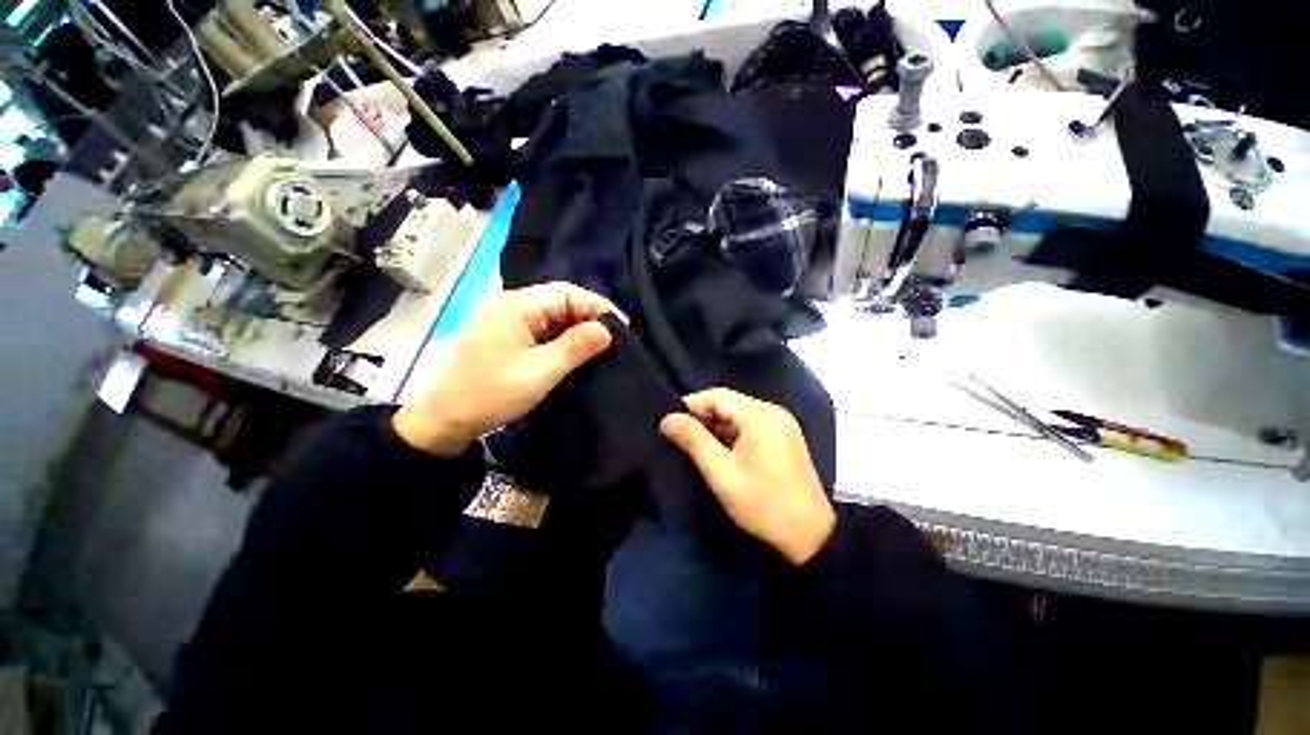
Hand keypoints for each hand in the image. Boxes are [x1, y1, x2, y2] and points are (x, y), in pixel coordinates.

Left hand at [394, 283, 623, 455]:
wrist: (446, 420)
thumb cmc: (491, 394)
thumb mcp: (540, 372)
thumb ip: (575, 347)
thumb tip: (607, 329)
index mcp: (516, 305)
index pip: (567, 293)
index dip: (598, 307)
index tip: (622, 328)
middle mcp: (511, 304)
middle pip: (560, 300)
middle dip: (590, 316)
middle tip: (616, 337)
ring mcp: (508, 319)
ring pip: (553, 314)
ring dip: (578, 327)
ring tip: (603, 343)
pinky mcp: (508, 335)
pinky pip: (543, 328)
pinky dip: (563, 336)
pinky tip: (578, 349)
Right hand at [660, 388, 835, 564]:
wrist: (811, 537)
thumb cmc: (763, 504)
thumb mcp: (722, 473)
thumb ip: (694, 441)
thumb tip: (667, 418)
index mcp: (760, 416)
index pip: (717, 396)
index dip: (691, 405)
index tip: (670, 422)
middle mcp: (773, 412)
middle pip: (729, 402)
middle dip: (702, 416)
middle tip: (679, 435)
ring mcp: (781, 424)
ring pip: (738, 414)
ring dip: (716, 425)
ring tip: (695, 444)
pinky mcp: (783, 437)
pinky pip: (750, 425)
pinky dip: (731, 433)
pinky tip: (719, 449)